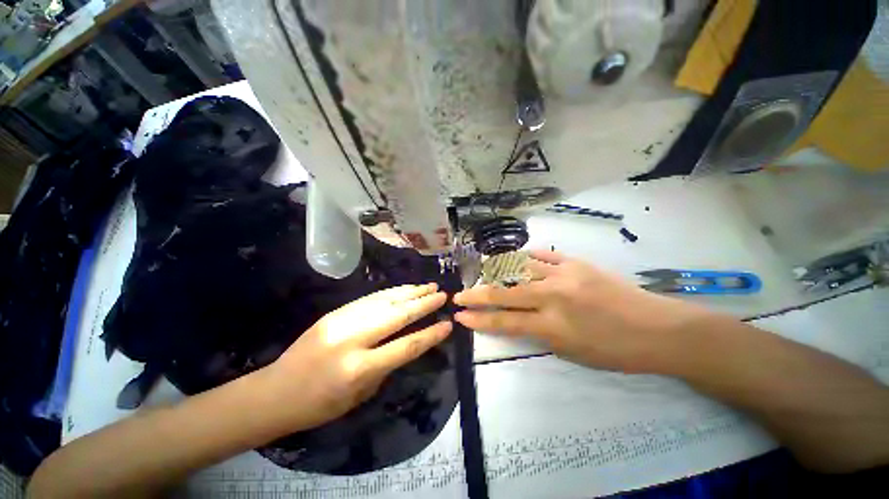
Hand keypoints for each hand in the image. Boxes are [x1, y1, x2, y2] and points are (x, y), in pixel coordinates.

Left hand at [264, 284, 451, 430]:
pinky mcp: (335, 312)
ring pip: (385, 300)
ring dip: (410, 292)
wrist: (276, 391)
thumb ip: (386, 366)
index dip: (430, 334)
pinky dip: (391, 292)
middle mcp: (352, 339)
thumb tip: (405, 342)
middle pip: (397, 315)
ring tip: (429, 286)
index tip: (448, 324)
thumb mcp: (360, 396)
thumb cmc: (320, 405)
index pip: (406, 346)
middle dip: (424, 303)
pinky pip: (370, 298)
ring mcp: (342, 321)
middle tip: (442, 295)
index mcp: (359, 369)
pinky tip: (405, 289)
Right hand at [453, 250, 708, 374]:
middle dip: (477, 294)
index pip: (505, 321)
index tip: (460, 315)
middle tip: (460, 293)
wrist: (659, 329)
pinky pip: (543, 254)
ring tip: (482, 273)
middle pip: (504, 292)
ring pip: (519, 268)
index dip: (479, 319)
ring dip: (496, 272)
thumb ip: (538, 332)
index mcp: (554, 325)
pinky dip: (525, 257)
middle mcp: (553, 296)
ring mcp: (565, 274)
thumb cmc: (615, 351)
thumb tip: (515, 318)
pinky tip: (514, 258)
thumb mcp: (571, 353)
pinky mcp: (576, 262)